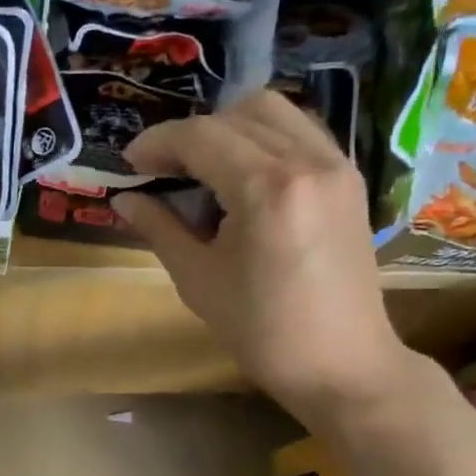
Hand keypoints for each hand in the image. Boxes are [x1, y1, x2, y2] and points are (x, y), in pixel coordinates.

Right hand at [112, 89, 413, 420]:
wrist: (342, 364)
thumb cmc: (262, 331)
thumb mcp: (198, 280)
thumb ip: (160, 228)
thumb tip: (125, 199)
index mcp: (268, 189)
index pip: (202, 136)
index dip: (158, 142)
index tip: (130, 163)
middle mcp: (308, 161)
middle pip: (237, 113)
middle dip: (191, 133)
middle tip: (164, 168)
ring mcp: (336, 165)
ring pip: (273, 111)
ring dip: (229, 127)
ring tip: (204, 167)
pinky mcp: (349, 178)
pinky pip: (300, 131)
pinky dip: (264, 137)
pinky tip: (244, 175)